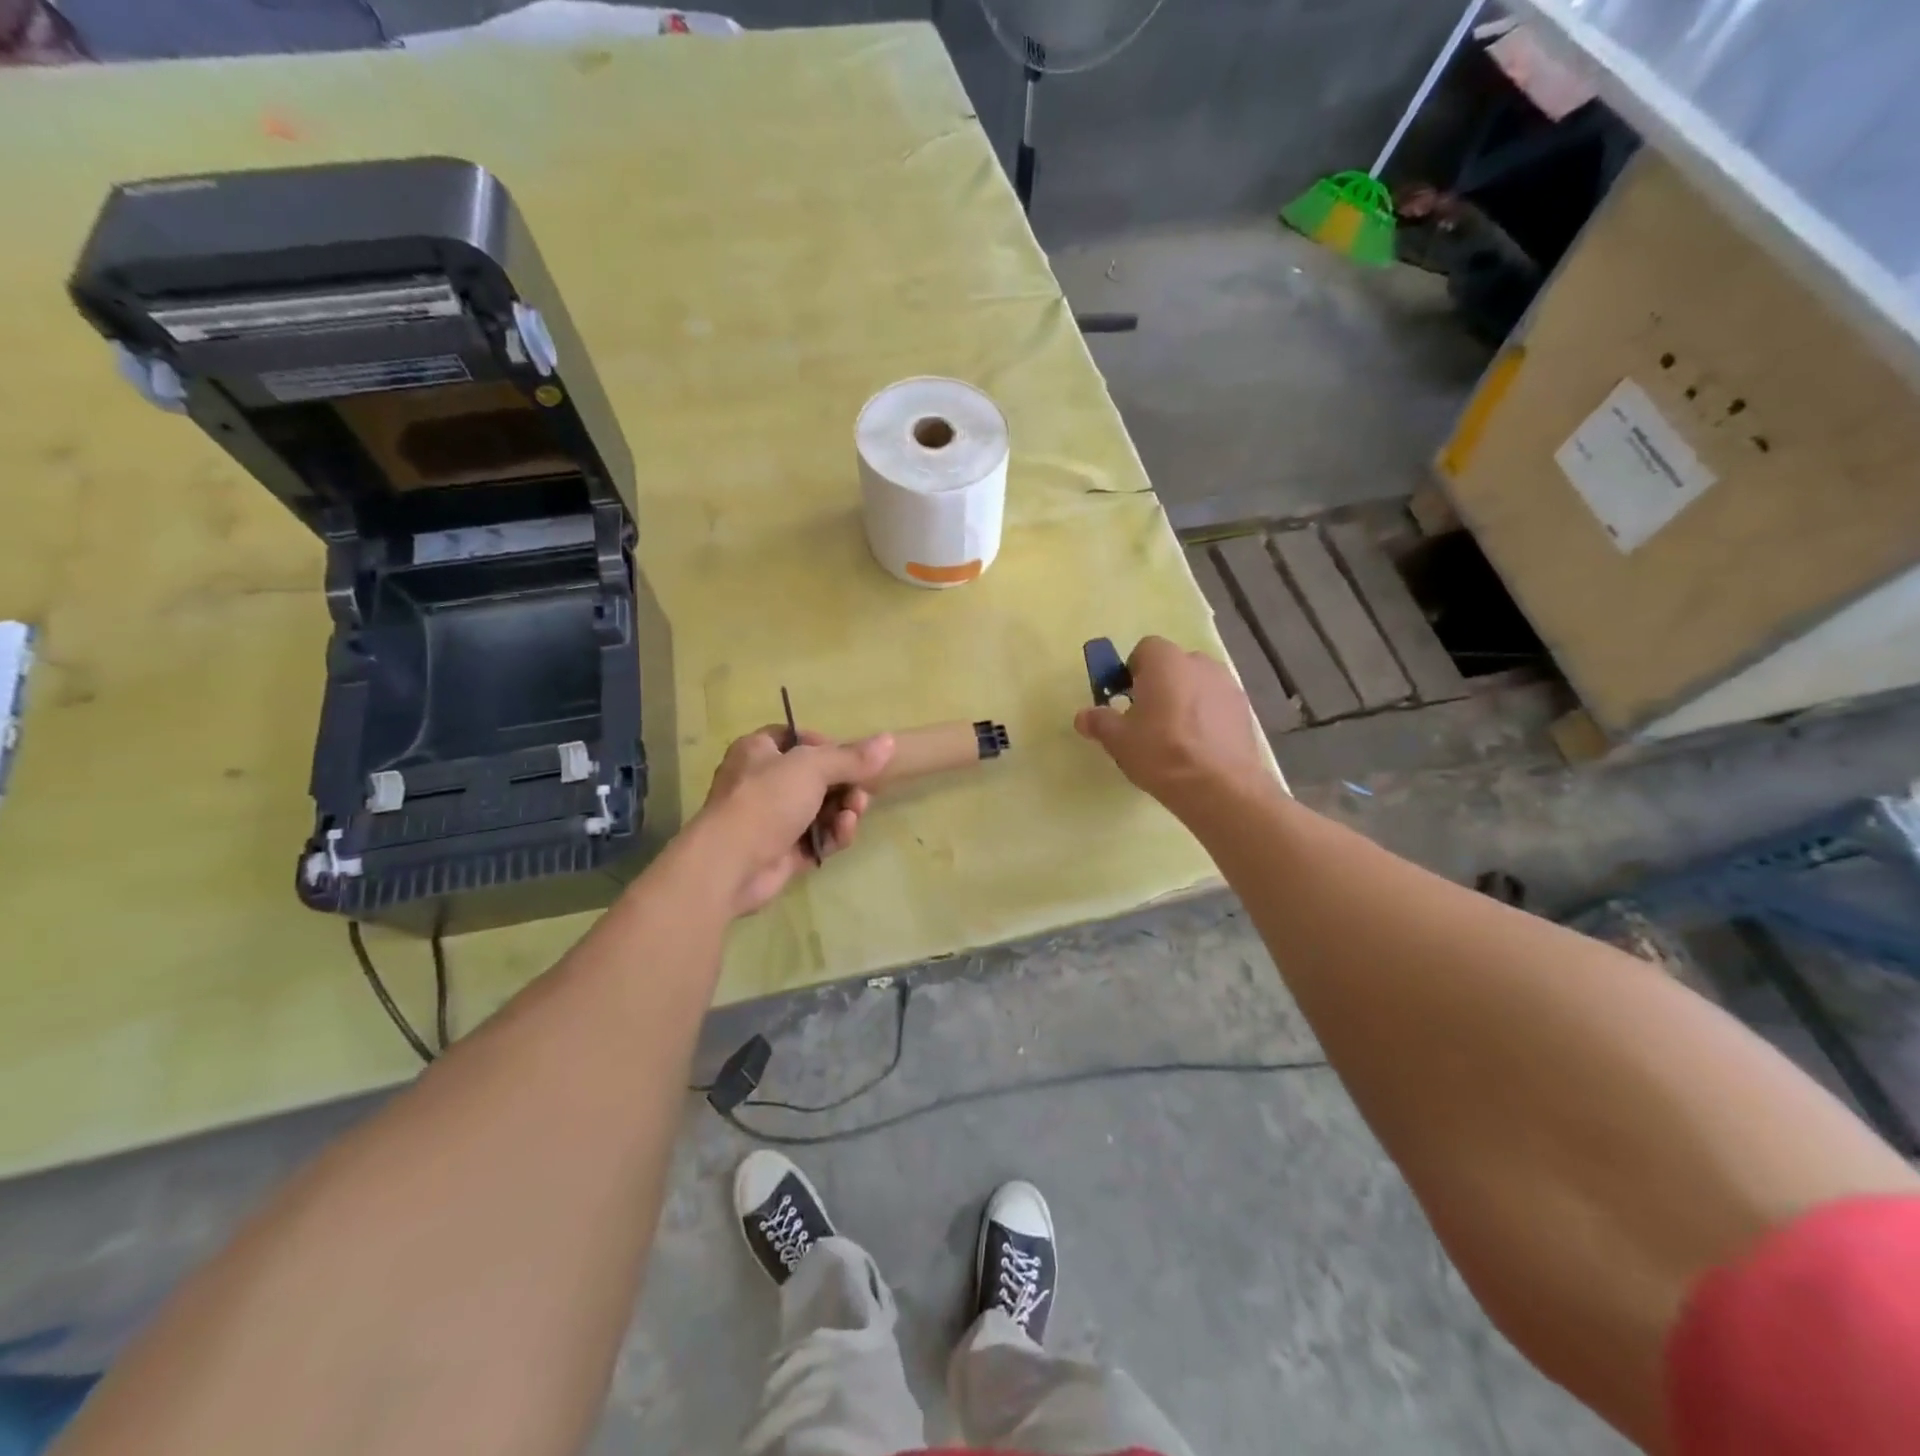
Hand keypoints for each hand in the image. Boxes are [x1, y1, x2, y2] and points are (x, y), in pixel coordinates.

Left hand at [692, 727, 894, 917]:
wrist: (731, 864)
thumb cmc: (766, 800)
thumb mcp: (812, 767)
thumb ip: (851, 757)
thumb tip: (889, 741)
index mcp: (759, 751)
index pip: (796, 738)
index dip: (825, 744)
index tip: (849, 756)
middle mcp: (764, 782)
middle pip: (817, 776)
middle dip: (846, 784)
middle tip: (862, 792)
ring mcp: (774, 819)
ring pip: (822, 809)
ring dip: (844, 810)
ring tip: (854, 814)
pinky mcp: (784, 851)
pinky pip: (818, 837)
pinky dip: (834, 834)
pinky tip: (843, 832)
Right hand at [1074, 635, 1271, 818]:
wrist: (1219, 787)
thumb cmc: (1161, 752)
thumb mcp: (1118, 740)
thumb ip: (1099, 722)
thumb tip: (1083, 716)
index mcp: (1166, 661)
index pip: (1144, 650)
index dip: (1132, 672)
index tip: (1125, 698)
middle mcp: (1199, 663)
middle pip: (1172, 666)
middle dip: (1159, 686)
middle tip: (1146, 719)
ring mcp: (1227, 685)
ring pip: (1196, 685)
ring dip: (1184, 701)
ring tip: (1174, 737)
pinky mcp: (1245, 710)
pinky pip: (1216, 705)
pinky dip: (1206, 717)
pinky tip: (1198, 747)